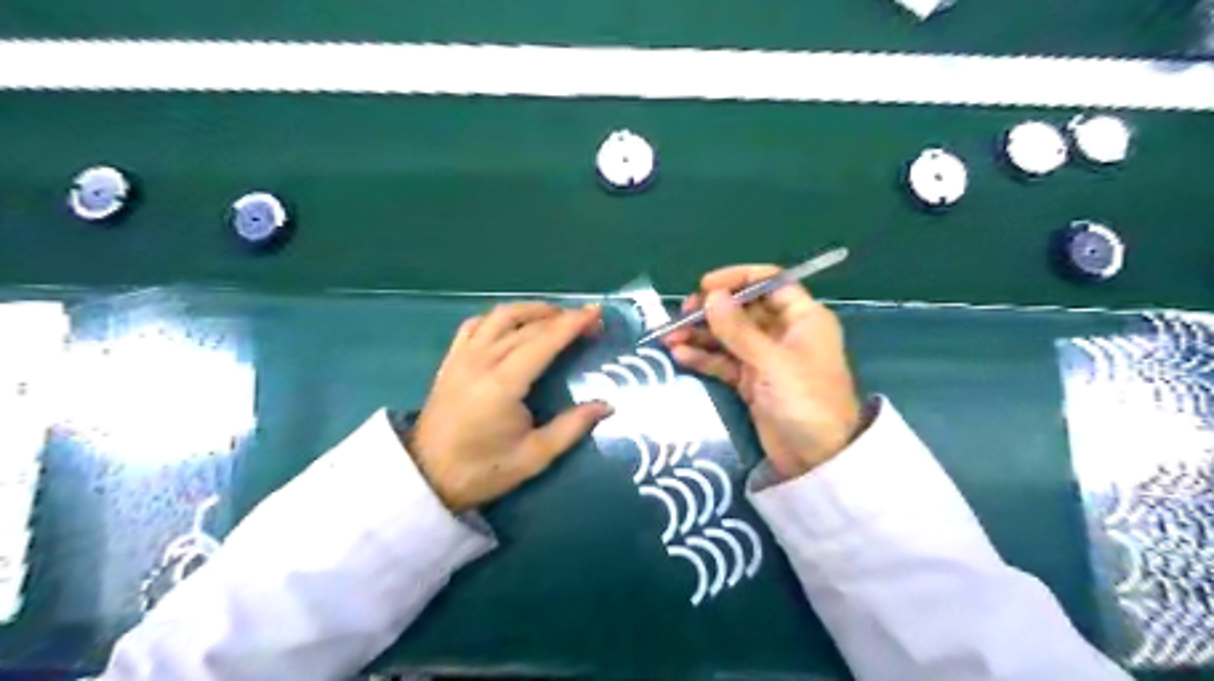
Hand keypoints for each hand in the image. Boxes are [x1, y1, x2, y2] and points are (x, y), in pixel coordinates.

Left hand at [410, 303, 618, 509]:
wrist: (426, 478)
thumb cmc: (482, 471)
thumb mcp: (534, 457)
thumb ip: (572, 427)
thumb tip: (606, 405)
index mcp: (503, 384)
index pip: (544, 341)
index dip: (572, 324)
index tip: (596, 312)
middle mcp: (482, 361)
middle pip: (526, 326)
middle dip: (561, 318)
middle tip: (587, 323)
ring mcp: (462, 357)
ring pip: (499, 317)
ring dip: (531, 310)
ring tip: (555, 316)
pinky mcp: (451, 360)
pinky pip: (475, 325)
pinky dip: (499, 319)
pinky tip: (512, 326)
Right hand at [663, 266, 863, 479]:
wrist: (818, 460)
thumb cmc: (806, 402)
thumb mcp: (773, 363)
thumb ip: (739, 330)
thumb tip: (710, 296)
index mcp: (802, 318)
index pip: (769, 283)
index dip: (738, 280)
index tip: (705, 286)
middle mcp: (783, 332)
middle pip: (743, 310)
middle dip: (711, 311)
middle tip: (681, 316)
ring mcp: (765, 358)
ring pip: (728, 336)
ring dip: (700, 335)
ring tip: (668, 338)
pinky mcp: (751, 381)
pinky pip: (724, 362)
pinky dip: (703, 358)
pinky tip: (680, 356)